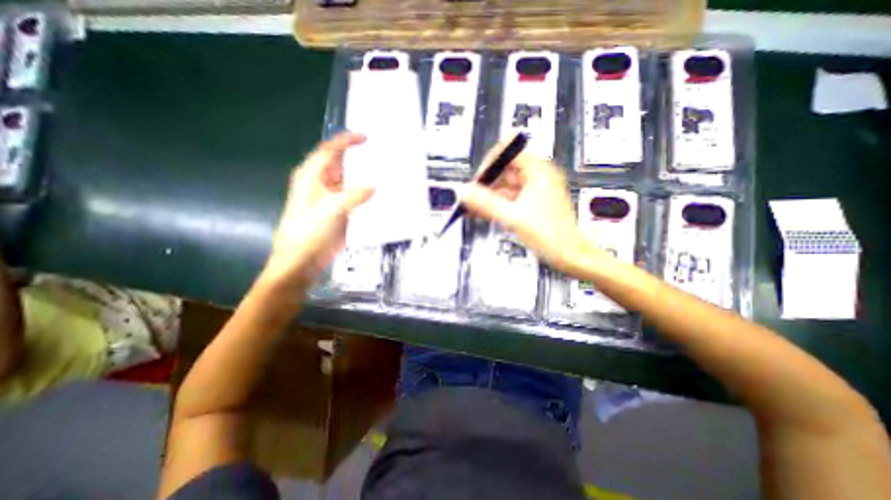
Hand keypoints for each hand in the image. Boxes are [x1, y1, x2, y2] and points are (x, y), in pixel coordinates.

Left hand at [259, 134, 373, 291]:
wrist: (303, 259)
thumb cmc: (309, 231)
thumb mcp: (331, 210)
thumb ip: (353, 196)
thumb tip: (374, 187)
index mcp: (311, 176)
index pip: (329, 151)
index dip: (346, 141)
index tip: (365, 137)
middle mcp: (321, 183)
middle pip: (340, 163)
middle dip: (358, 157)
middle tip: (381, 154)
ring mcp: (331, 197)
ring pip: (349, 180)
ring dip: (363, 176)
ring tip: (385, 171)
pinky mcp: (340, 210)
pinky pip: (354, 196)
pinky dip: (365, 193)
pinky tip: (380, 194)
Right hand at [463, 146, 601, 275]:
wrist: (569, 255)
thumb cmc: (551, 235)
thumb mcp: (514, 217)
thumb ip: (487, 203)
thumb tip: (465, 192)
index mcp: (539, 172)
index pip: (509, 152)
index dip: (490, 163)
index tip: (478, 179)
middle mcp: (538, 178)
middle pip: (505, 171)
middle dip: (486, 184)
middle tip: (471, 198)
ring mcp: (535, 191)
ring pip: (506, 187)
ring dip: (489, 196)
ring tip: (473, 208)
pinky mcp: (531, 204)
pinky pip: (509, 199)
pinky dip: (496, 204)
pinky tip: (483, 213)